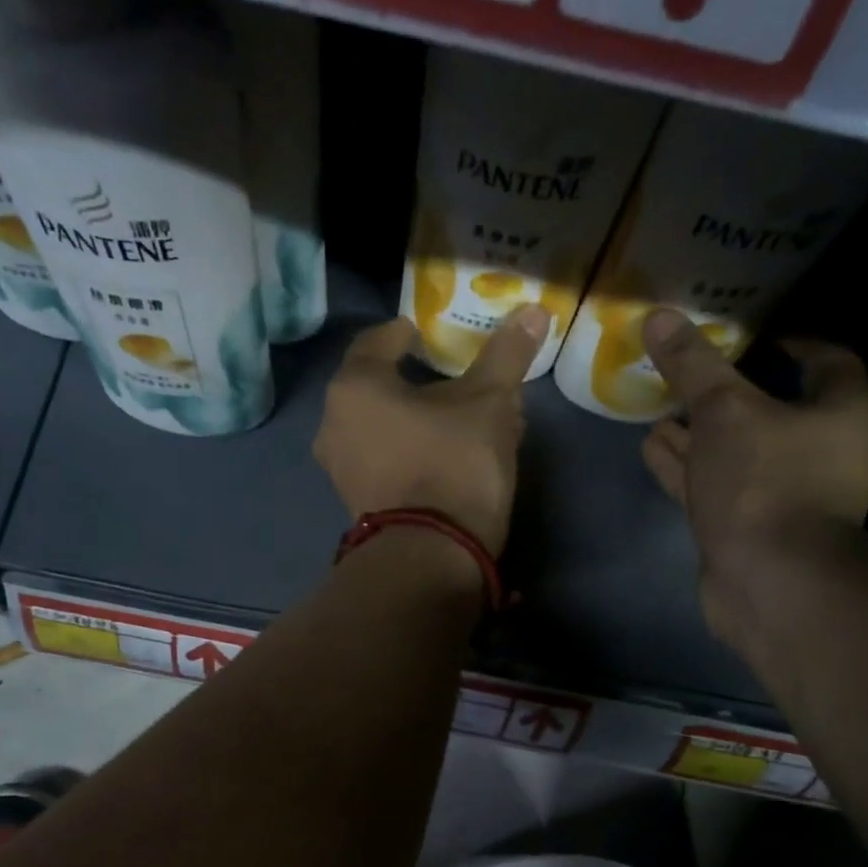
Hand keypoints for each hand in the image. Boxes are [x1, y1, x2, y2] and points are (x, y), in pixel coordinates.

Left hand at [316, 305, 548, 555]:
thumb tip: (533, 311)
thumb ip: (506, 355)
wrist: (430, 555)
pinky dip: (406, 453)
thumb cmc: (453, 464)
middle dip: (411, 382)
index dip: (401, 333)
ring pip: (379, 430)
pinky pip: (382, 463)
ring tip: (448, 422)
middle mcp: (333, 426)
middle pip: (375, 390)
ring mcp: (340, 471)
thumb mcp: (489, 403)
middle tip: (445, 380)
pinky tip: (438, 459)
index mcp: (355, 388)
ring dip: (410, 422)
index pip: (375, 343)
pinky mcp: (357, 505)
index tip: (422, 333)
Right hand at [639, 309, 867, 645]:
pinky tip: (652, 448)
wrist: (769, 582)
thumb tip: (659, 316)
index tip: (753, 334)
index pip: (825, 360)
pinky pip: (715, 485)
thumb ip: (693, 365)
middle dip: (727, 392)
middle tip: (688, 372)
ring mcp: (783, 494)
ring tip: (658, 410)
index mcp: (841, 412)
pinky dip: (686, 467)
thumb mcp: (724, 411)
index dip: (790, 342)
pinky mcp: (749, 527)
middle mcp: (821, 451)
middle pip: (773, 408)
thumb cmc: (764, 482)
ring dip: (698, 432)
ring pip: (736, 451)